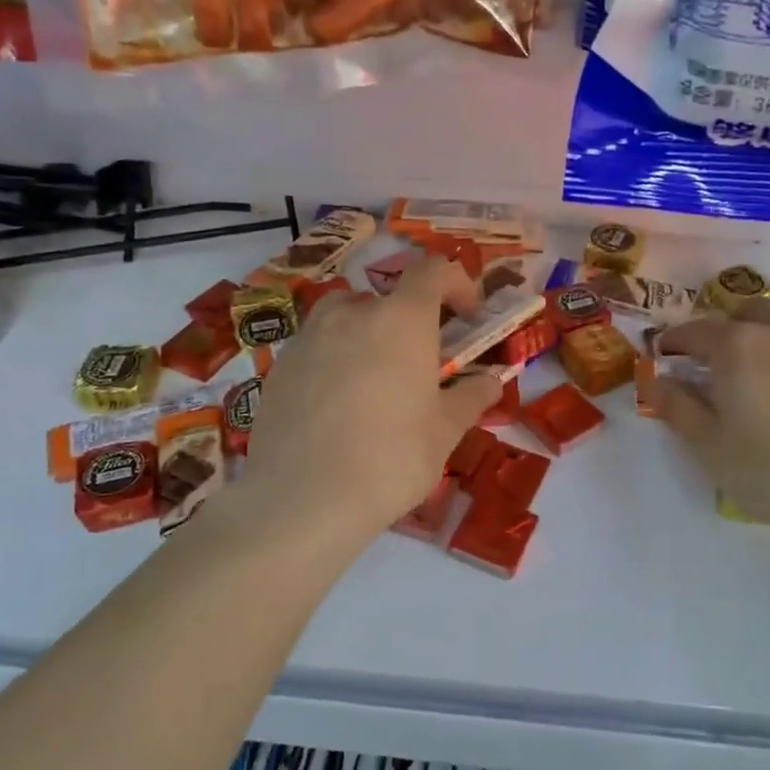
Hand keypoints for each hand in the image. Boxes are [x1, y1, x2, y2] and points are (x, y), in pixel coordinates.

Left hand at [241, 258, 500, 543]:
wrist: (302, 499)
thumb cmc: (391, 458)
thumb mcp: (445, 432)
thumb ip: (470, 398)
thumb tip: (491, 381)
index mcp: (402, 319)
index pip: (433, 270)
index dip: (457, 284)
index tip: (468, 318)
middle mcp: (353, 314)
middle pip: (387, 297)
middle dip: (409, 321)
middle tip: (419, 364)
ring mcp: (309, 337)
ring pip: (344, 317)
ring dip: (366, 334)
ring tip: (374, 381)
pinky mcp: (279, 367)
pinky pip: (315, 348)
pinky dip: (333, 361)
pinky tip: (336, 408)